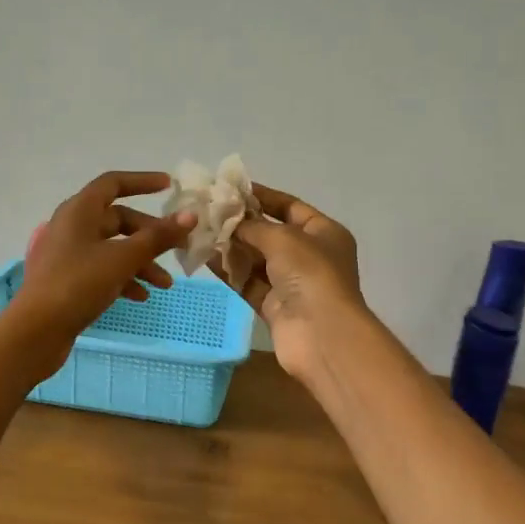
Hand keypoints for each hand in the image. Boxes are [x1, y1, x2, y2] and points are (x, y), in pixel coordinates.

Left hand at [7, 172, 195, 376]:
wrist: (35, 331)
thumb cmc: (78, 284)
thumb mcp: (123, 259)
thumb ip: (158, 237)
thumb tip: (190, 215)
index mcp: (79, 210)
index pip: (113, 184)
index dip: (142, 181)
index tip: (169, 186)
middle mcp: (71, 226)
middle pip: (118, 219)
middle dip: (150, 235)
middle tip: (177, 249)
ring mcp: (67, 254)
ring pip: (112, 247)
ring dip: (141, 261)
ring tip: (164, 285)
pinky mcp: (67, 279)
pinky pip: (102, 269)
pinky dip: (123, 278)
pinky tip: (141, 297)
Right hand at [217, 183, 366, 380]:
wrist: (322, 334)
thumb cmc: (311, 274)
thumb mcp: (282, 238)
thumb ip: (252, 226)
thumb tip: (229, 220)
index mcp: (324, 233)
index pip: (290, 206)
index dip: (262, 196)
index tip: (231, 188)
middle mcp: (310, 255)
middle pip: (270, 233)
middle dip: (241, 223)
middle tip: (208, 210)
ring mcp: (292, 283)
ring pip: (257, 259)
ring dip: (231, 246)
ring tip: (200, 231)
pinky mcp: (275, 306)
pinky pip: (249, 283)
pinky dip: (230, 271)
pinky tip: (205, 257)